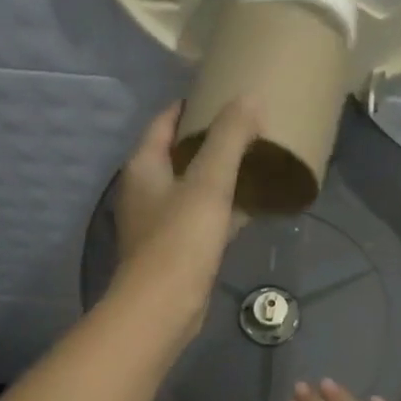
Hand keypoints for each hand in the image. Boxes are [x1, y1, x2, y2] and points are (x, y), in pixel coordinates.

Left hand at [112, 99, 261, 340]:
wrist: (163, 307)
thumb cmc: (180, 239)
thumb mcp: (209, 182)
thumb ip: (229, 138)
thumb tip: (249, 97)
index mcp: (144, 166)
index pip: (164, 122)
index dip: (191, 105)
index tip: (222, 94)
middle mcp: (147, 190)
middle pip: (179, 153)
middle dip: (210, 138)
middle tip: (248, 124)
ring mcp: (161, 221)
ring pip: (194, 186)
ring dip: (220, 173)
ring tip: (255, 157)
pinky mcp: (179, 248)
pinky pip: (205, 216)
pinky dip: (226, 207)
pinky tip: (254, 204)